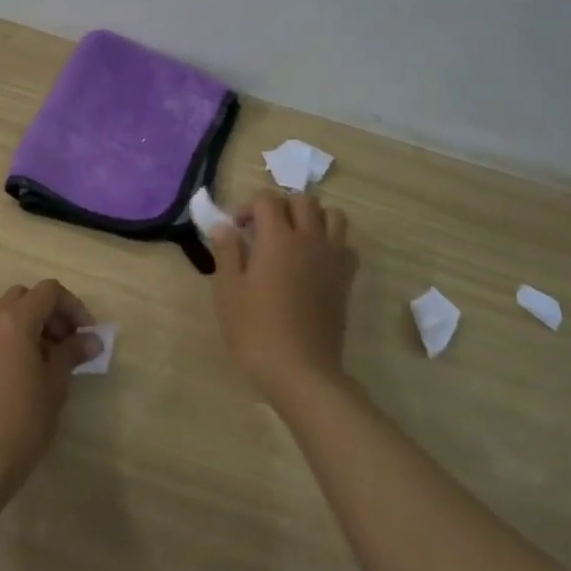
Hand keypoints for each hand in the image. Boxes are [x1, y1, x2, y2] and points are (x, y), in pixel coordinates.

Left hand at [0, 280, 99, 500]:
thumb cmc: (22, 420)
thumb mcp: (55, 384)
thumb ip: (73, 353)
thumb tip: (92, 340)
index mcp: (13, 321)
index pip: (48, 292)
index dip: (73, 306)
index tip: (88, 335)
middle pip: (25, 297)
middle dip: (51, 313)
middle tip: (69, 342)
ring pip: (8, 316)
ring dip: (34, 326)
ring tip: (53, 361)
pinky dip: (17, 340)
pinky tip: (31, 374)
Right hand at [206, 191, 358, 407]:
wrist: (301, 371)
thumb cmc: (256, 331)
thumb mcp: (228, 291)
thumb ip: (227, 252)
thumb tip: (224, 226)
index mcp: (277, 238)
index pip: (267, 199)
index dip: (248, 206)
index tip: (236, 229)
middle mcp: (309, 239)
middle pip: (303, 200)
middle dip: (281, 206)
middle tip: (263, 230)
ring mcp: (332, 259)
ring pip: (332, 216)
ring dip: (312, 217)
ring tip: (294, 237)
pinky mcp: (345, 280)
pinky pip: (346, 245)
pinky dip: (333, 242)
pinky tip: (315, 261)